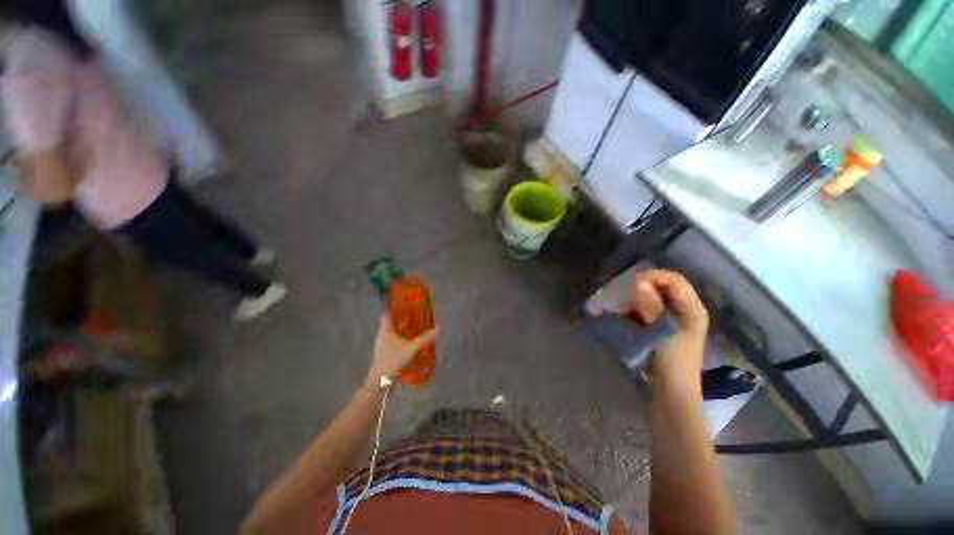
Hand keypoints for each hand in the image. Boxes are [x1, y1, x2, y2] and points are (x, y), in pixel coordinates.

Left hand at [362, 315, 437, 392]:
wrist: (379, 381)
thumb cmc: (392, 360)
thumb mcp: (411, 348)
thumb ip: (424, 339)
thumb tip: (437, 329)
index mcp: (385, 330)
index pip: (387, 314)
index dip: (395, 308)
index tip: (406, 304)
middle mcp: (382, 335)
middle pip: (392, 322)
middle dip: (403, 318)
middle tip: (416, 314)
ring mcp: (383, 344)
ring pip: (394, 332)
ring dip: (403, 329)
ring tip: (416, 326)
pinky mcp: (385, 352)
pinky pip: (395, 340)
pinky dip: (402, 338)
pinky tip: (411, 340)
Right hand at [625, 269, 708, 393]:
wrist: (671, 394)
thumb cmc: (672, 364)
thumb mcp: (663, 333)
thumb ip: (652, 307)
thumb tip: (638, 282)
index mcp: (692, 309)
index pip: (673, 280)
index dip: (653, 276)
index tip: (630, 282)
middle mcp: (682, 310)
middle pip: (661, 286)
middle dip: (640, 285)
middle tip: (619, 290)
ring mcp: (668, 319)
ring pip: (650, 297)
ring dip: (633, 296)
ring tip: (616, 300)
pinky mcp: (656, 327)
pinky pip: (642, 309)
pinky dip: (630, 307)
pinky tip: (618, 311)